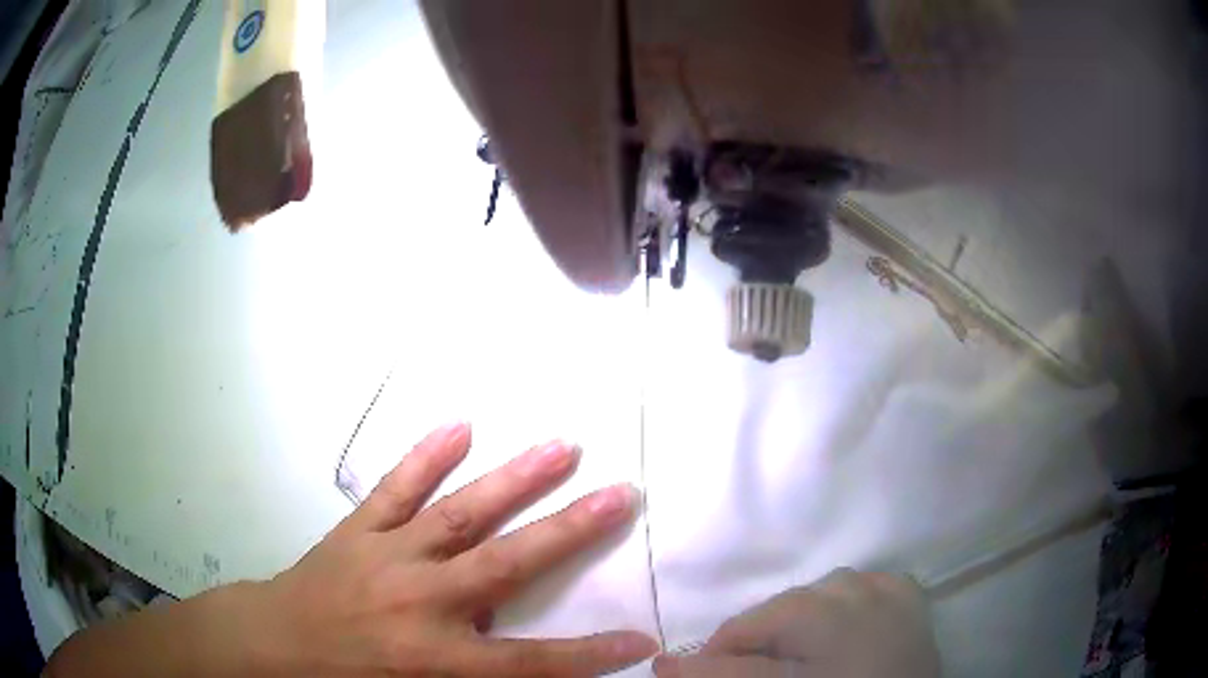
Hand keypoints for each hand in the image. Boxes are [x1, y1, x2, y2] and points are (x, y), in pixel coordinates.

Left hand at [250, 422, 658, 675]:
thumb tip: (517, 646)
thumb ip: (471, 676)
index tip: (641, 637)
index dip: (589, 654)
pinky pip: (396, 489)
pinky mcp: (358, 530)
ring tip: (563, 447)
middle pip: (507, 565)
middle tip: (621, 494)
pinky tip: (460, 426)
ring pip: (460, 514)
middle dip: (571, 531)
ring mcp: (388, 556)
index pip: (531, 662)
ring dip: (514, 481)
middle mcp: (420, 601)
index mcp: (436, 659)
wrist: (277, 644)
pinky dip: (427, 457)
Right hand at [653, 569, 938, 677]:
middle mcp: (846, 584)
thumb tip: (664, 664)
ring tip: (807, 661)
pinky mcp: (908, 594)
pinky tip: (848, 635)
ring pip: (820, 597)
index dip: (715, 660)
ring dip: (804, 627)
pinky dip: (847, 611)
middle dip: (762, 645)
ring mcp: (882, 585)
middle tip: (770, 675)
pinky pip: (865, 590)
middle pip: (778, 612)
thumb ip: (724, 677)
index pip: (738, 630)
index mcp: (810, 608)